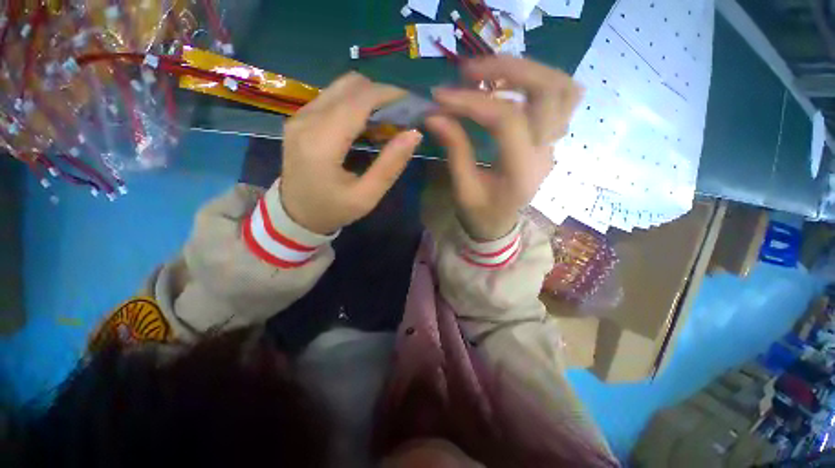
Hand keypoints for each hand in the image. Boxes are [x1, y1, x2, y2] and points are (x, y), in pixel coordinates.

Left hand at [280, 73, 422, 233]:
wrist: (295, 215)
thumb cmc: (333, 210)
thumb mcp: (366, 196)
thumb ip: (390, 165)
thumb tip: (414, 134)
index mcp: (322, 142)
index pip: (360, 100)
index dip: (390, 95)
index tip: (414, 104)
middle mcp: (307, 120)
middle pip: (351, 85)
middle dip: (383, 94)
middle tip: (402, 115)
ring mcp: (300, 116)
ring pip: (342, 87)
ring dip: (370, 97)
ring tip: (388, 119)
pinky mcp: (300, 118)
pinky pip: (333, 97)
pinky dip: (356, 103)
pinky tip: (367, 123)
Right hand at [425, 57, 582, 239]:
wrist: (499, 225)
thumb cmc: (480, 214)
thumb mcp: (462, 189)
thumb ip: (454, 149)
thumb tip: (434, 114)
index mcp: (522, 171)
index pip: (506, 119)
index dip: (472, 102)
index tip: (441, 96)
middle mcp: (546, 152)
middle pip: (551, 90)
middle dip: (509, 69)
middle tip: (470, 70)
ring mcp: (553, 143)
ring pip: (563, 89)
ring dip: (528, 71)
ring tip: (491, 73)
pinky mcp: (549, 139)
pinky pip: (558, 99)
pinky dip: (535, 84)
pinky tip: (506, 87)